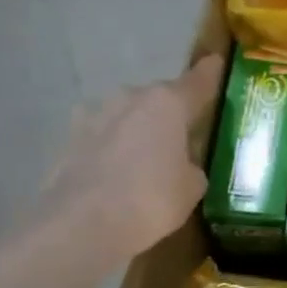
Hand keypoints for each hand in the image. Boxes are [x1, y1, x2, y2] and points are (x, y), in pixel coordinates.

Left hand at [33, 54, 223, 261]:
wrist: (80, 225)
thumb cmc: (150, 200)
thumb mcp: (191, 187)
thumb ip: (192, 166)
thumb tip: (182, 164)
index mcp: (167, 103)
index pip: (198, 81)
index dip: (210, 73)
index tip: (217, 62)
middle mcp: (130, 98)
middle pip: (159, 99)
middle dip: (171, 113)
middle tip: (185, 136)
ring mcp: (93, 115)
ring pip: (127, 116)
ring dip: (138, 130)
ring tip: (148, 159)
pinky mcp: (68, 139)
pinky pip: (103, 138)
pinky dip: (113, 149)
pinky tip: (118, 174)